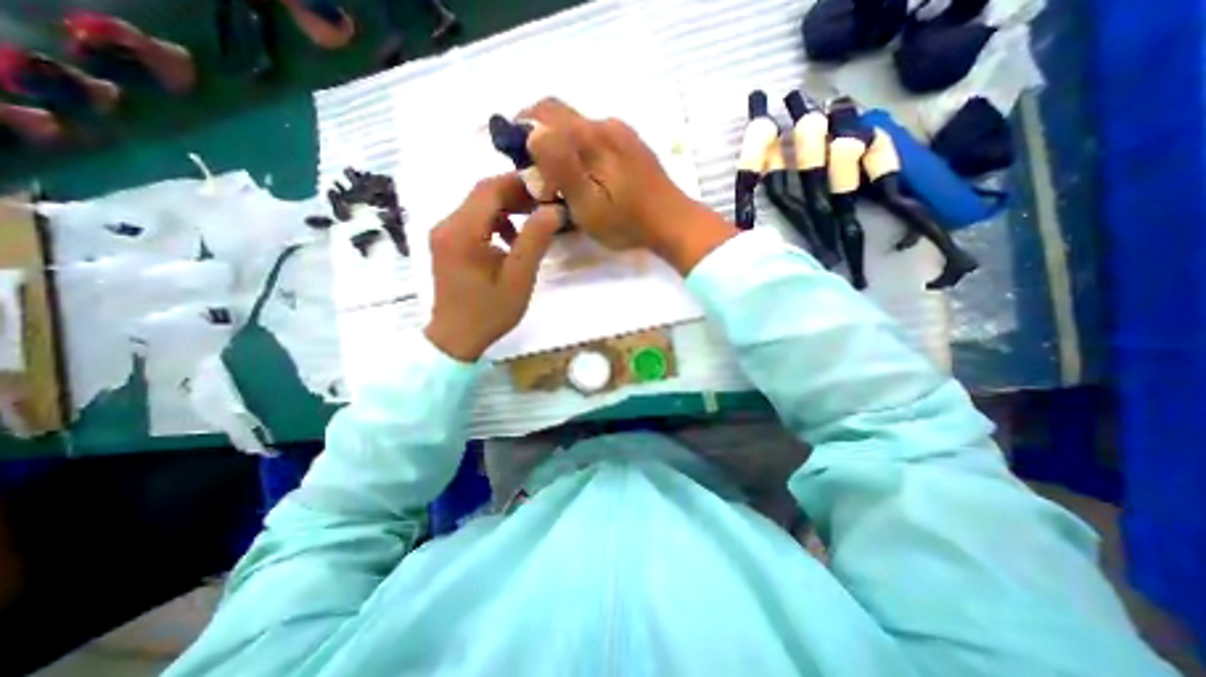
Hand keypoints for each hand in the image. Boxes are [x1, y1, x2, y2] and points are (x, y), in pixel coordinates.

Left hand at [420, 174, 562, 365]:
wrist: (456, 337)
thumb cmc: (489, 312)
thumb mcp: (518, 279)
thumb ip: (535, 241)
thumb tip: (553, 209)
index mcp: (462, 232)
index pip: (489, 190)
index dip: (520, 183)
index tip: (548, 188)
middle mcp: (447, 225)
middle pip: (483, 194)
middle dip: (516, 194)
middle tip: (546, 202)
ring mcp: (444, 234)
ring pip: (479, 206)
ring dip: (508, 207)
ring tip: (535, 219)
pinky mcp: (448, 243)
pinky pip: (474, 221)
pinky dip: (496, 222)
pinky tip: (512, 240)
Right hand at [519, 94, 734, 275]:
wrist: (673, 223)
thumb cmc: (627, 222)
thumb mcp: (588, 205)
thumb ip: (562, 168)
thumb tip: (533, 133)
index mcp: (592, 136)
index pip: (543, 113)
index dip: (522, 130)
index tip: (517, 160)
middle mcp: (606, 124)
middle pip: (559, 116)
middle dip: (540, 139)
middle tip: (539, 175)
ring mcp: (621, 133)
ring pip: (577, 128)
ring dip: (560, 148)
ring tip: (561, 183)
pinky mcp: (630, 144)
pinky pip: (595, 138)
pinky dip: (579, 152)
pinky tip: (585, 179)